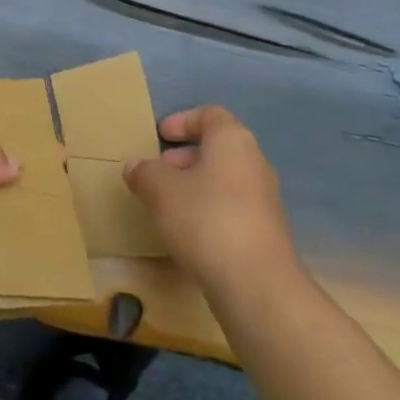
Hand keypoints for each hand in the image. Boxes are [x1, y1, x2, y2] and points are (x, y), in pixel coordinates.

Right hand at [124, 106, 299, 297]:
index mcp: (232, 140)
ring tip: (166, 205)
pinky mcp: (264, 231)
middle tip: (157, 172)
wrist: (256, 284)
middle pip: (217, 147)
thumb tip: (135, 166)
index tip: (160, 135)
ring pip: (224, 179)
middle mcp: (254, 162)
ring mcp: (263, 198)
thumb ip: (145, 173)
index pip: (210, 115)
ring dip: (195, 185)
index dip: (183, 120)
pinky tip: (188, 233)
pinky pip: (231, 207)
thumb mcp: (162, 191)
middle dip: (184, 157)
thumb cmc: (206, 220)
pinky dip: (208, 210)